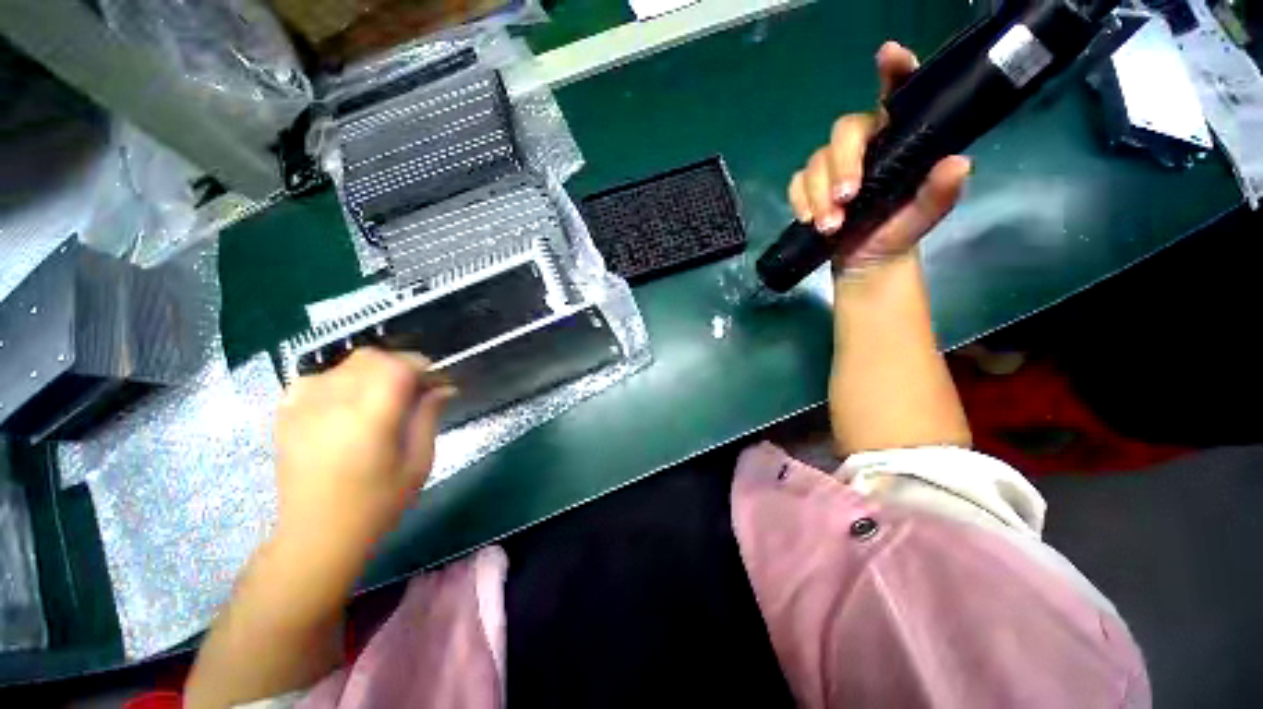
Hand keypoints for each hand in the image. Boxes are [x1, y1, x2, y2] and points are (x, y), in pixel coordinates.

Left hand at [273, 349, 454, 575]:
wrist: (317, 535)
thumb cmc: (377, 503)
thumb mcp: (418, 462)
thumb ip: (428, 417)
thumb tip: (443, 388)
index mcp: (370, 418)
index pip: (397, 366)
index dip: (421, 366)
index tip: (435, 381)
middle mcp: (333, 404)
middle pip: (370, 358)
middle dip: (399, 365)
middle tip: (412, 389)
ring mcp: (303, 407)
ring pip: (344, 365)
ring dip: (371, 372)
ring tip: (380, 397)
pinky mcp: (286, 416)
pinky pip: (315, 379)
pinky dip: (337, 381)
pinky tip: (345, 403)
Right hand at [787, 41, 971, 269]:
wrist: (866, 261)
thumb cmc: (897, 232)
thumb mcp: (923, 217)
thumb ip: (938, 193)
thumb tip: (957, 164)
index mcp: (896, 140)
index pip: (895, 97)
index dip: (893, 73)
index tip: (889, 56)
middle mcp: (864, 146)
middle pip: (844, 132)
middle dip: (842, 165)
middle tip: (846, 198)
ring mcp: (833, 168)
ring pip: (815, 162)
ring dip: (818, 195)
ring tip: (830, 226)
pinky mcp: (810, 189)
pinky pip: (796, 184)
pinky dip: (799, 201)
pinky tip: (809, 220)